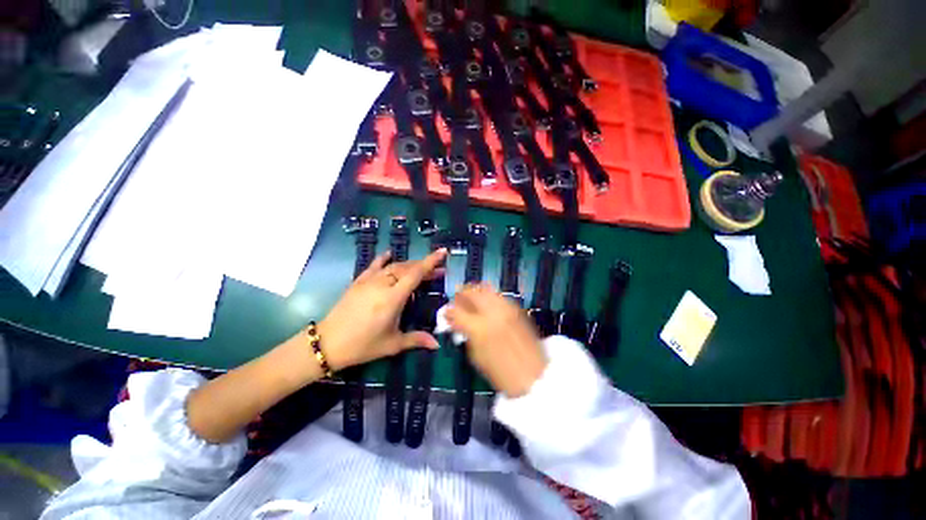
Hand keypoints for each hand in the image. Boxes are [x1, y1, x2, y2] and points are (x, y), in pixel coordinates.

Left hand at [318, 248, 447, 370]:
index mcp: (393, 298)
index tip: (442, 251)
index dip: (431, 262)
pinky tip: (390, 254)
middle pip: (407, 268)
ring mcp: (369, 281)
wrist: (328, 343)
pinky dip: (384, 259)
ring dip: (409, 265)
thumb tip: (437, 344)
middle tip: (439, 271)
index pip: (416, 274)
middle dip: (425, 266)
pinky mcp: (358, 281)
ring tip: (421, 269)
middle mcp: (382, 284)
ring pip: (394, 266)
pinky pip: (374, 265)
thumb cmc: (363, 345)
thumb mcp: (392, 344)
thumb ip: (416, 340)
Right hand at [446, 284, 547, 397]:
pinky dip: (489, 296)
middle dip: (461, 294)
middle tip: (457, 301)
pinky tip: (487, 306)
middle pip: (472, 291)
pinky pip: (499, 295)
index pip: (456, 310)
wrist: (534, 376)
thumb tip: (455, 322)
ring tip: (471, 301)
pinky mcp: (517, 309)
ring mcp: (507, 308)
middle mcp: (493, 312)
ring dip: (475, 292)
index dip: (448, 311)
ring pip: (486, 288)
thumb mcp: (477, 356)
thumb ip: (465, 334)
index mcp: (480, 328)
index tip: (446, 313)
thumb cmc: (501, 373)